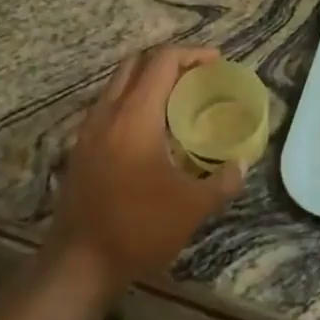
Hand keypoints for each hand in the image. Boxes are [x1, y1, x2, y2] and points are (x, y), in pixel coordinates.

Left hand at [49, 44, 244, 293]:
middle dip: (167, 61)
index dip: (192, 54)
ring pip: (118, 85)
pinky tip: (151, 133)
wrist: (78, 265)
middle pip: (135, 64)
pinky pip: (108, 108)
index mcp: (135, 116)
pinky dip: (132, 103)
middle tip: (196, 77)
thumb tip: (241, 164)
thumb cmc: (138, 228)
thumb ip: (222, 181)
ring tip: (177, 101)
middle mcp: (108, 113)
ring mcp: (88, 131)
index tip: (216, 63)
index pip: (162, 61)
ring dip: (147, 82)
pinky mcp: (80, 150)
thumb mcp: (192, 207)